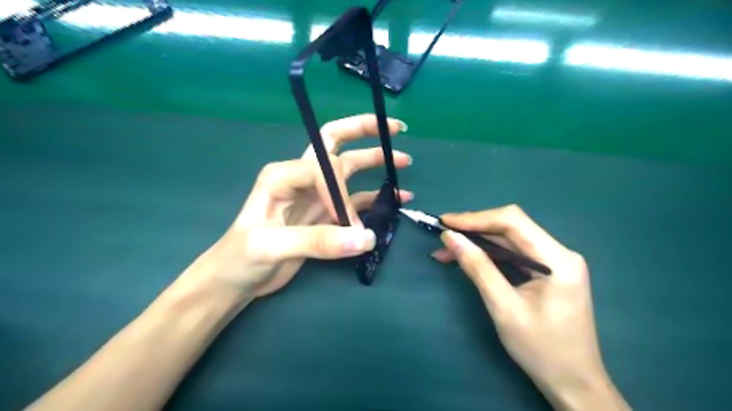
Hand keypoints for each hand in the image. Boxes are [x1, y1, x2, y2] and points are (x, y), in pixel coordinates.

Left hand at [184, 114, 410, 298]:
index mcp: (283, 175)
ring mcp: (315, 196)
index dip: (340, 194)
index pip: (323, 169)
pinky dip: (376, 197)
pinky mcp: (324, 214)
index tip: (349, 225)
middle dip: (363, 132)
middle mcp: (301, 177)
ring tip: (403, 162)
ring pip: (349, 170)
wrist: (235, 279)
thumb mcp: (271, 247)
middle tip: (394, 129)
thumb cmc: (241, 258)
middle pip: (334, 143)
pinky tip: (396, 198)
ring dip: (375, 163)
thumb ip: (318, 241)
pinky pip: (355, 200)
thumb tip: (366, 238)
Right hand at [430, 205, 631, 410]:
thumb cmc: (541, 349)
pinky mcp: (546, 272)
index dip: (476, 218)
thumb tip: (451, 237)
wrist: (573, 383)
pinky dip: (488, 256)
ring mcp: (554, 262)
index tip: (446, 222)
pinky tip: (466, 259)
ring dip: (477, 243)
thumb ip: (478, 267)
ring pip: (508, 241)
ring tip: (446, 251)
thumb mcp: (503, 307)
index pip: (513, 221)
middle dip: (474, 229)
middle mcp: (559, 253)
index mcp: (557, 259)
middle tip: (443, 235)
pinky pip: (512, 255)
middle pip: (510, 228)